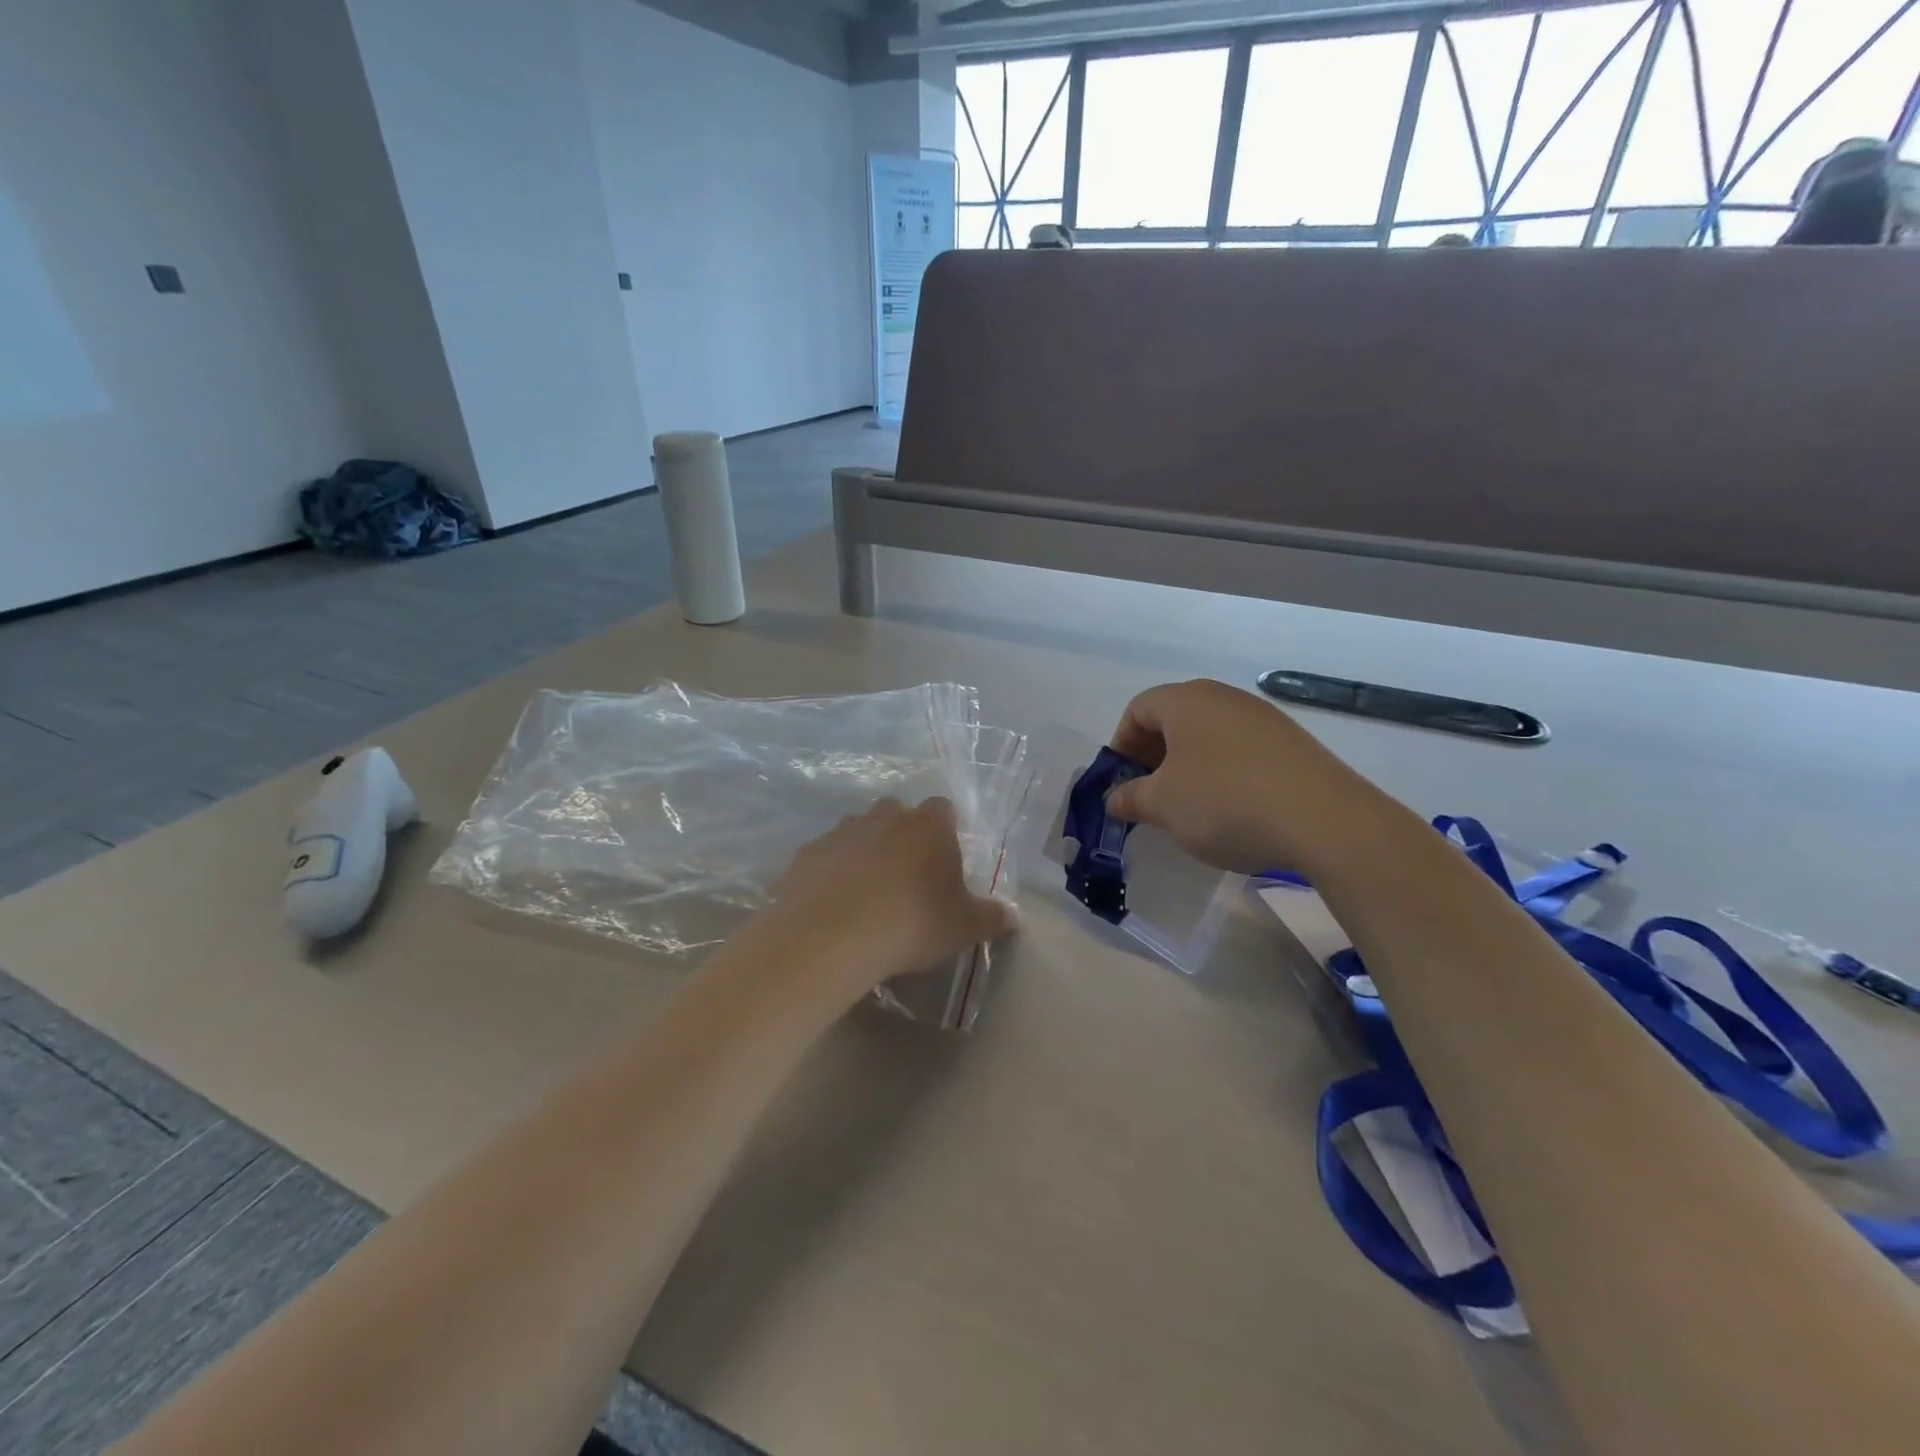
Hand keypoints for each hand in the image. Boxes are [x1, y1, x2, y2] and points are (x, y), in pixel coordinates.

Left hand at [751, 798, 1014, 1010]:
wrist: (832, 935)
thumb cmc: (912, 924)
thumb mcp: (962, 927)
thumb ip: (990, 917)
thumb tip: (1013, 915)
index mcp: (928, 827)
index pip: (943, 810)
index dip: (945, 831)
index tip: (944, 860)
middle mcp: (885, 818)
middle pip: (897, 812)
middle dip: (902, 834)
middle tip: (906, 875)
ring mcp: (842, 831)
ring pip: (858, 830)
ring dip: (864, 851)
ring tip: (867, 892)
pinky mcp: (807, 853)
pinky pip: (825, 856)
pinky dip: (831, 872)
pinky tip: (833, 904)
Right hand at [1106, 679, 1385, 875]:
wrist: (1323, 820)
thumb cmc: (1224, 802)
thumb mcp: (1162, 805)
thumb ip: (1130, 797)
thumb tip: (1114, 798)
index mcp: (1186, 701)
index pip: (1138, 709)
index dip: (1121, 745)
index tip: (1121, 782)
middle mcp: (1225, 698)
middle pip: (1174, 719)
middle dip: (1153, 757)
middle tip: (1149, 796)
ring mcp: (1263, 718)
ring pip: (1209, 736)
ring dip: (1188, 767)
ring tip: (1189, 807)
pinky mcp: (1292, 744)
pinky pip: (1241, 751)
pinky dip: (1224, 773)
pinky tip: (1231, 809)